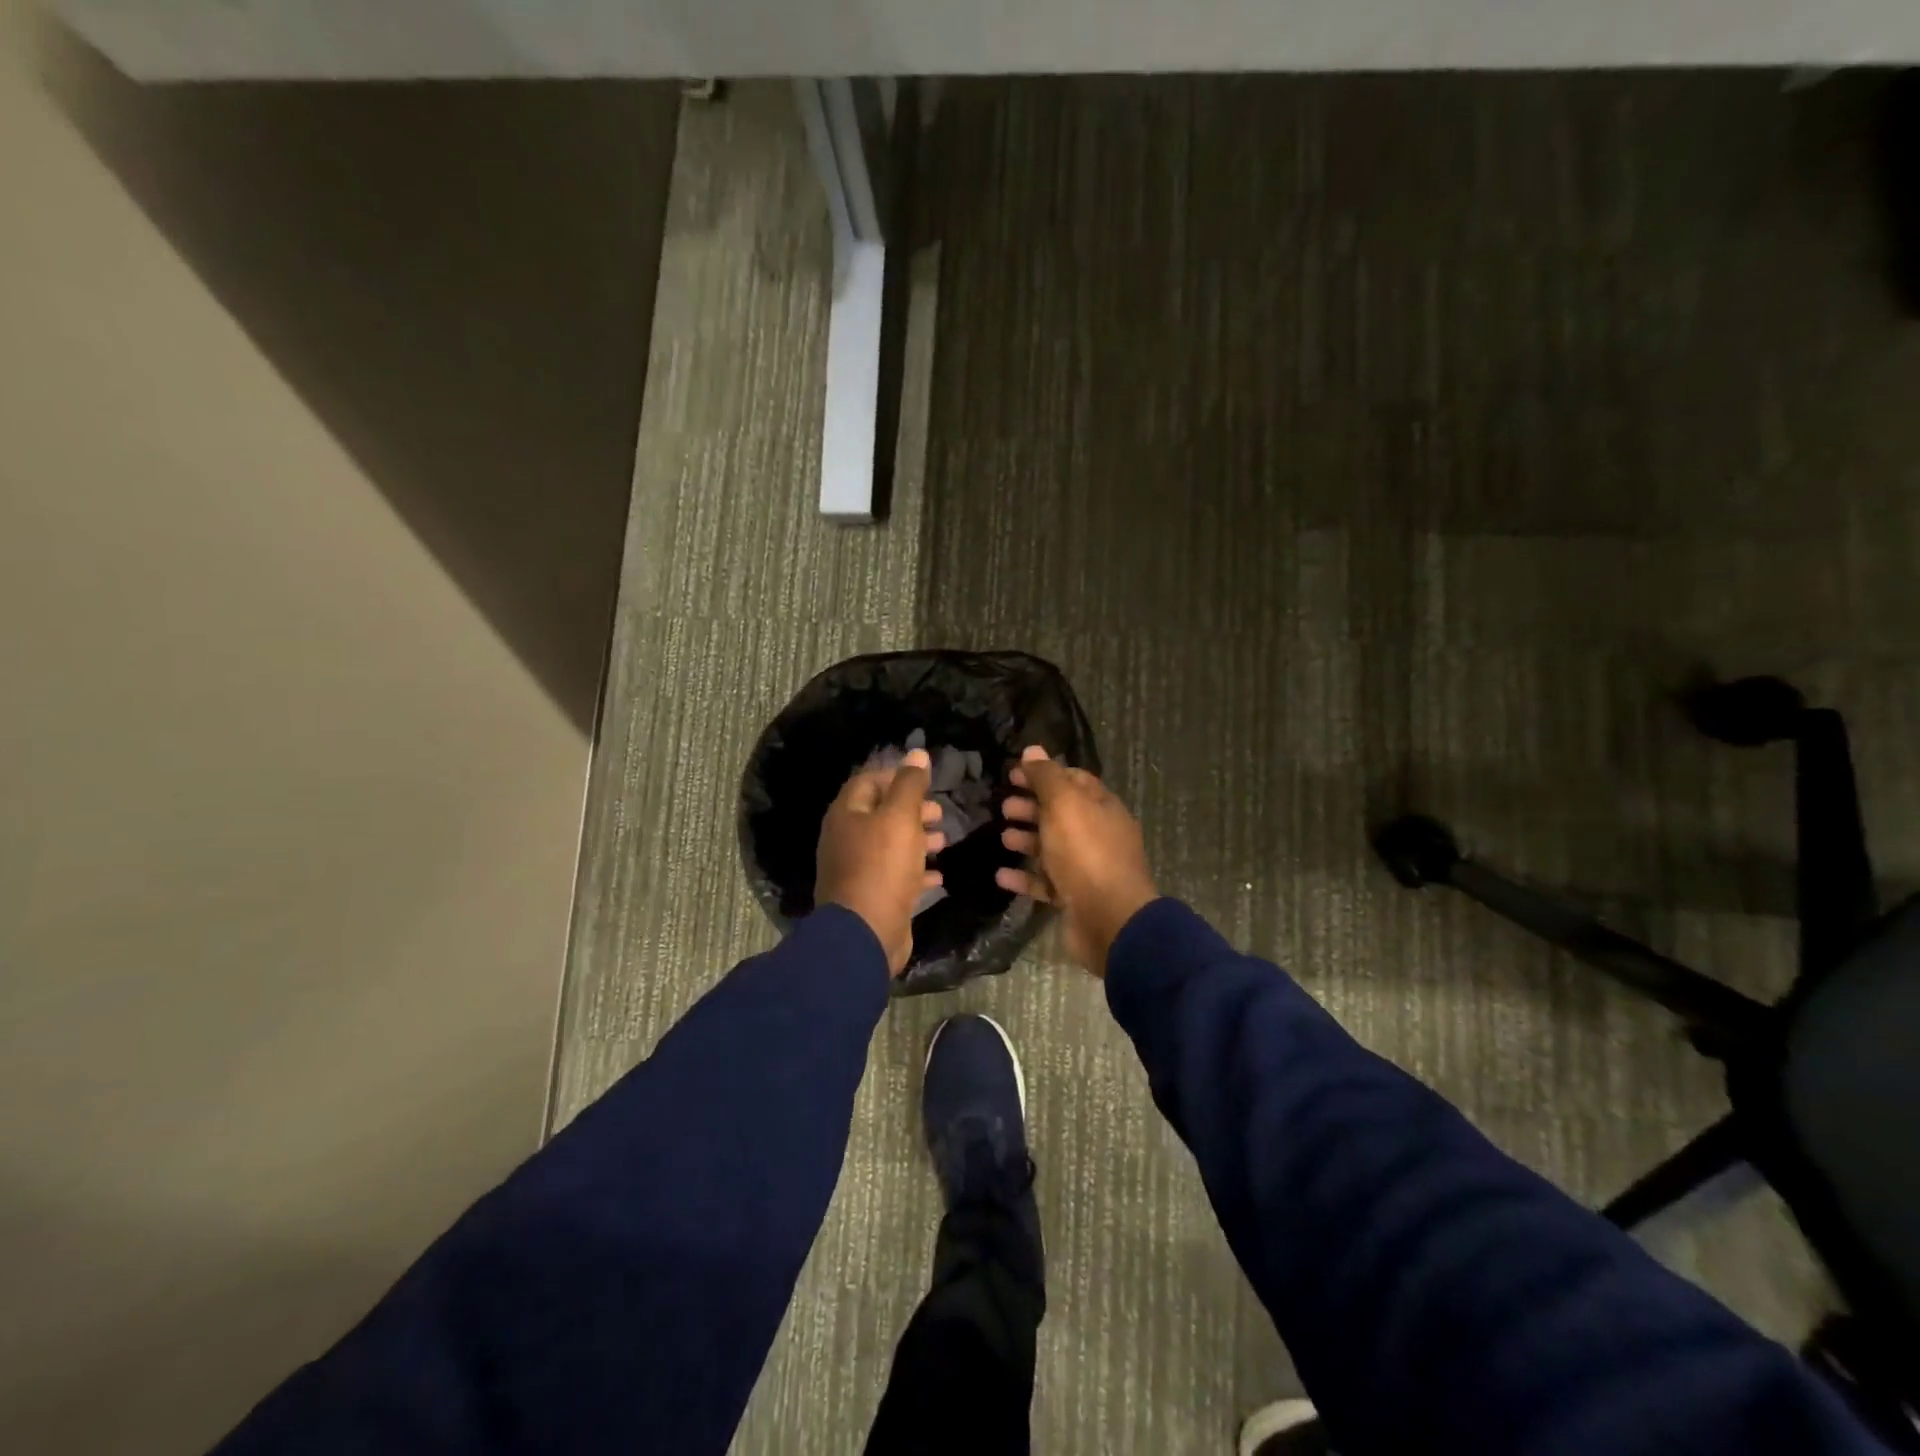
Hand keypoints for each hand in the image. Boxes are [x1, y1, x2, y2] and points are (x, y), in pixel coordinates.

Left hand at [815, 747, 944, 974]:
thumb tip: (917, 753)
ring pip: (889, 845)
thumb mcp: (900, 818)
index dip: (896, 776)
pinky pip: (895, 876)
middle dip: (912, 810)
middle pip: (880, 814)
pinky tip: (938, 874)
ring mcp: (856, 869)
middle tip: (939, 812)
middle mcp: (846, 838)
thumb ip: (910, 784)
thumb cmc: (882, 866)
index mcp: (847, 814)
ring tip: (943, 839)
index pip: (868, 781)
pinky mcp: (871, 895)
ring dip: (917, 839)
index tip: (925, 782)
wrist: (865, 933)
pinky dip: (916, 871)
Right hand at [995, 746, 1157, 976]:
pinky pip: (1046, 882)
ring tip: (1002, 838)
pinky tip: (1001, 875)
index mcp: (1102, 807)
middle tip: (1003, 806)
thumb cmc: (1086, 852)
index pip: (1073, 780)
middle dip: (1032, 807)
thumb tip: (1032, 750)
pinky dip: (1024, 877)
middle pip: (1061, 814)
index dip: (1044, 774)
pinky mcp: (1075, 898)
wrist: (1110, 919)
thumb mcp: (1064, 804)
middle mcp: (1098, 834)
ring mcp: (1088, 868)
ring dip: (1026, 840)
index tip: (1014, 774)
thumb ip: (1046, 777)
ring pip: (1053, 848)